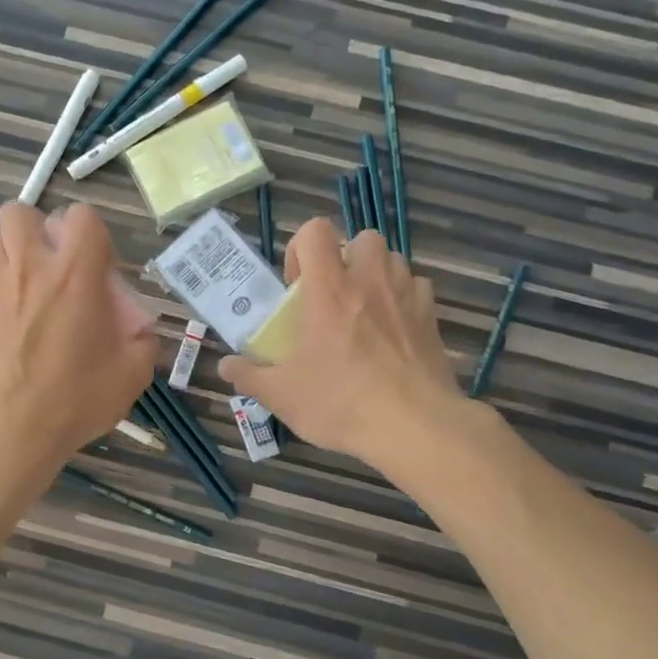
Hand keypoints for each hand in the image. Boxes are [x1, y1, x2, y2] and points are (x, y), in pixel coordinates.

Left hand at [0, 202, 155, 491]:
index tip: (97, 267)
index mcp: (76, 274)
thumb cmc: (76, 399)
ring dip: (12, 249)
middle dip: (38, 228)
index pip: (81, 216)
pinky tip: (3, 305)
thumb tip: (139, 330)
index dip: (92, 233)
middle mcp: (31, 267)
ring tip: (27, 280)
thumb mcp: (132, 374)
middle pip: (21, 212)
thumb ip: (143, 341)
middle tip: (53, 263)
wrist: (12, 430)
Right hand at [220, 218, 461, 467]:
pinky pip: (418, 289)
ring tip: (364, 309)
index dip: (302, 247)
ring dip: (376, 274)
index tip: (297, 283)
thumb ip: (249, 376)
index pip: (316, 230)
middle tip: (334, 294)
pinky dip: (405, 298)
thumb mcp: (282, 395)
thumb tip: (225, 366)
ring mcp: (407, 296)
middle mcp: (370, 281)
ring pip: (393, 260)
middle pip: (362, 238)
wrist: (415, 427)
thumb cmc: (341, 402)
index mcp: (329, 289)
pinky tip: (394, 328)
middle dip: (347, 257)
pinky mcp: (432, 318)